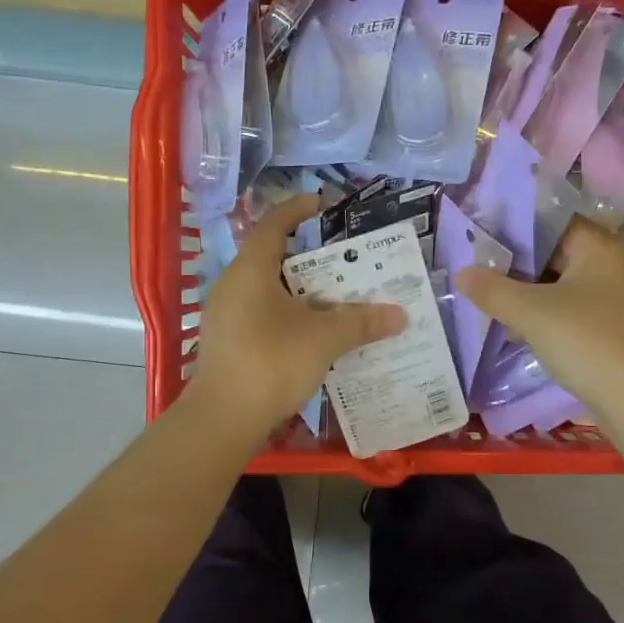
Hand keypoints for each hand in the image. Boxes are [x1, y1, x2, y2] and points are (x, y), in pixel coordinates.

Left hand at [187, 196, 405, 435]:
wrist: (223, 419)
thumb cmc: (271, 362)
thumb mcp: (324, 339)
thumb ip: (362, 322)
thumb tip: (400, 315)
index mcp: (251, 270)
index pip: (274, 224)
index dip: (298, 209)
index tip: (323, 204)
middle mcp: (233, 285)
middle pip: (274, 259)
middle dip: (311, 259)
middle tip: (345, 263)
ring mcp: (226, 315)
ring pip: (269, 291)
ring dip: (302, 292)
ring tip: (337, 300)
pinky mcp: (228, 342)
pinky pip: (263, 315)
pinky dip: (289, 315)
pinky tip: (314, 335)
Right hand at [457, 218, 623, 420]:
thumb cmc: (585, 341)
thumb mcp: (531, 312)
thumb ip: (493, 289)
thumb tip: (462, 273)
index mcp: (598, 246)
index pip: (550, 221)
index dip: (514, 228)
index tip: (479, 240)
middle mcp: (610, 264)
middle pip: (554, 252)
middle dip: (515, 264)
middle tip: (477, 271)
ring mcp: (612, 298)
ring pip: (558, 284)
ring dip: (526, 293)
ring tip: (488, 300)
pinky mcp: (608, 327)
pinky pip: (567, 309)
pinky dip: (542, 314)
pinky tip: (515, 329)